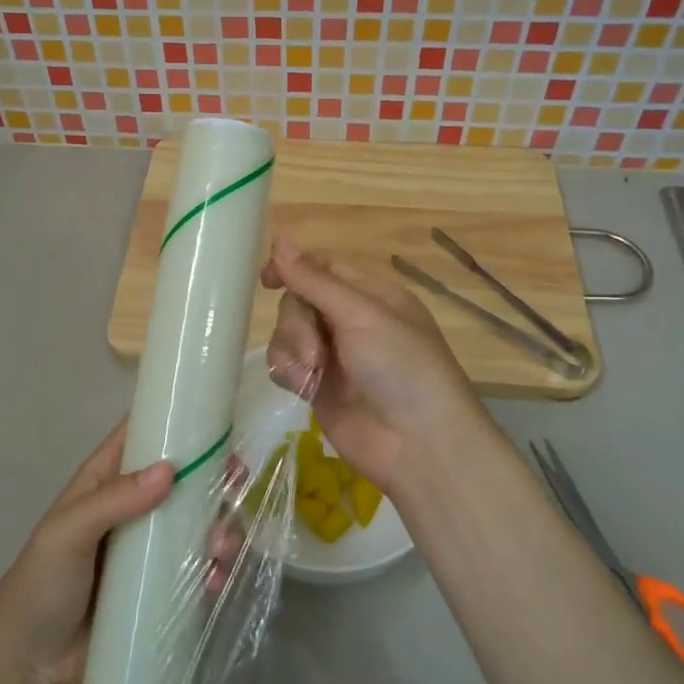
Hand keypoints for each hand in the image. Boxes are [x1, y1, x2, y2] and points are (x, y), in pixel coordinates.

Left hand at [0, 424, 244, 683]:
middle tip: (235, 483)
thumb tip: (170, 470)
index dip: (178, 423)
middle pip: (185, 479)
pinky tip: (216, 581)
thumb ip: (114, 500)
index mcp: (107, 480)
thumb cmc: (41, 583)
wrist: (31, 665)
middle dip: (214, 478)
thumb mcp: (67, 533)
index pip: (144, 435)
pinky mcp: (164, 587)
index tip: (218, 423)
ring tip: (221, 548)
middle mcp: (135, 506)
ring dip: (221, 527)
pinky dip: (216, 569)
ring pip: (199, 523)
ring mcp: (152, 548)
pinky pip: (200, 569)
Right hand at [262, 235, 500, 498]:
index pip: (322, 267)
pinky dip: (289, 373)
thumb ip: (314, 280)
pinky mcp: (318, 386)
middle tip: (314, 352)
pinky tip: (303, 388)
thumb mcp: (360, 315)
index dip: (292, 268)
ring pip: (287, 333)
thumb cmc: (401, 367)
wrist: (417, 444)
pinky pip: (286, 364)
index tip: (266, 279)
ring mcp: (334, 354)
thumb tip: (279, 239)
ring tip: (312, 375)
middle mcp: (351, 320)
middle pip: (299, 300)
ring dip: (293, 350)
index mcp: (370, 294)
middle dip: (297, 323)